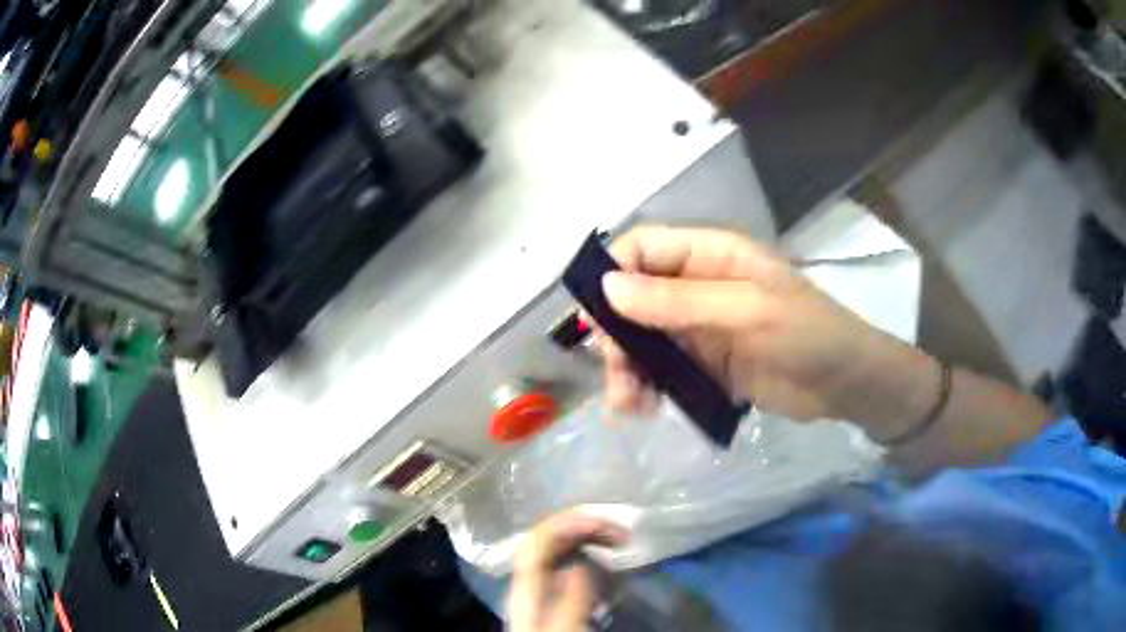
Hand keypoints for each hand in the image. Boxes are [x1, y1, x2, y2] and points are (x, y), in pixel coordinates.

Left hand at [508, 512, 628, 631]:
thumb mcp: (566, 629)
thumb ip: (573, 596)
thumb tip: (583, 560)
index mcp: (527, 586)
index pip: (540, 538)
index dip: (571, 522)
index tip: (610, 526)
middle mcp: (529, 580)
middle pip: (548, 539)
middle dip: (585, 527)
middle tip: (623, 535)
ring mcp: (538, 588)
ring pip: (557, 550)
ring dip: (587, 538)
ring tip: (618, 542)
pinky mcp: (550, 598)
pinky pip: (566, 565)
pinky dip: (587, 555)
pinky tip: (605, 564)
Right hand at [598, 226, 938, 435]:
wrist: (846, 385)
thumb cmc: (807, 335)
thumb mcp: (746, 312)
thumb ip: (678, 301)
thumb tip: (608, 288)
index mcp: (711, 255)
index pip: (643, 248)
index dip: (613, 274)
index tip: (597, 321)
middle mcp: (699, 285)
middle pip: (635, 299)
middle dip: (618, 338)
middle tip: (618, 378)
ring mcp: (701, 326)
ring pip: (644, 339)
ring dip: (628, 370)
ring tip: (630, 406)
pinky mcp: (706, 364)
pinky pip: (663, 370)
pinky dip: (648, 388)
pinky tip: (647, 410)